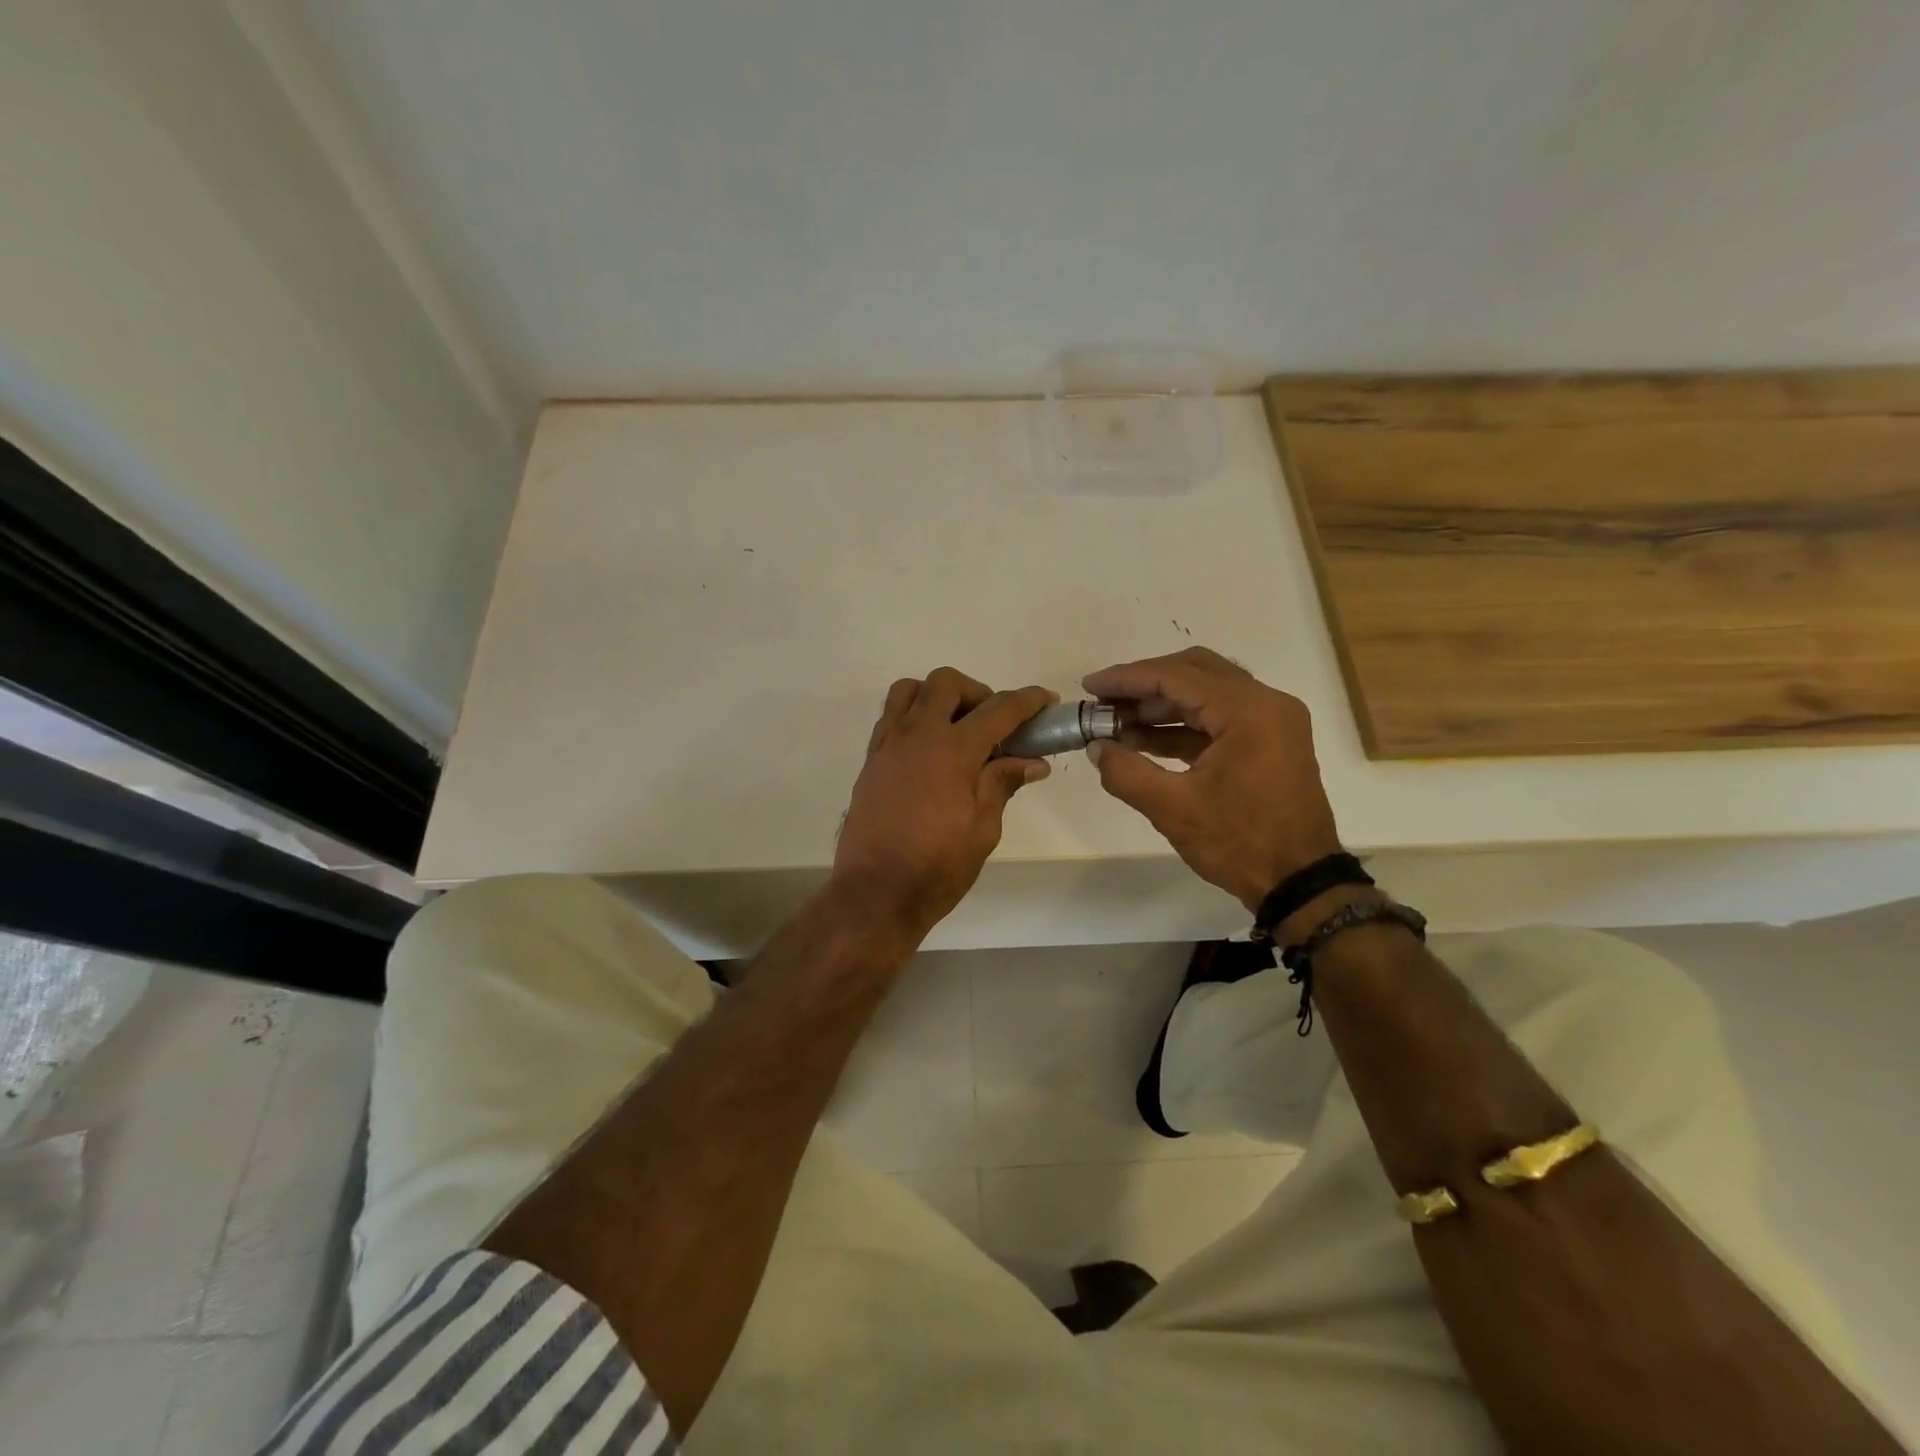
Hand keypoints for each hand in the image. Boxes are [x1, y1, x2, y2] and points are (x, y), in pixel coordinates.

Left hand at [833, 669, 1056, 941]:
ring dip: (938, 697)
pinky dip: (913, 717)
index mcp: (952, 750)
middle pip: (946, 683)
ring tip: (955, 728)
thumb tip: (1032, 762)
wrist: (875, 893)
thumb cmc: (937, 867)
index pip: (998, 710)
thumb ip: (1003, 784)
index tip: (1046, 700)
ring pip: (910, 691)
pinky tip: (928, 751)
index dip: (1027, 701)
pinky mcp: (870, 760)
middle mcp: (916, 735)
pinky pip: (890, 717)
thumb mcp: (983, 829)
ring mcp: (888, 744)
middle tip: (994, 724)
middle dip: (977, 692)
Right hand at [1082, 647, 1342, 911]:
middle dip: (1144, 685)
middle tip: (1103, 702)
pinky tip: (1144, 740)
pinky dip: (1181, 725)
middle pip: (1194, 672)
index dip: (1127, 679)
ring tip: (1116, 724)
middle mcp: (1266, 703)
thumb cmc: (1240, 843)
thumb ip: (1126, 772)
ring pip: (1206, 693)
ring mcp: (1271, 721)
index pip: (1177, 676)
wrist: (1301, 883)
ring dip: (1160, 705)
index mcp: (1248, 711)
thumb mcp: (1174, 809)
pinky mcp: (1268, 741)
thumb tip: (1097, 748)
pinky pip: (1218, 718)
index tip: (1090, 686)